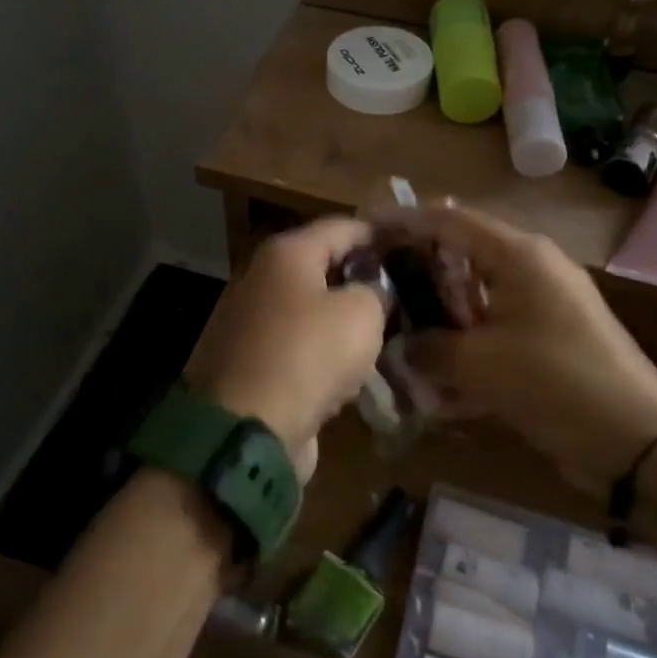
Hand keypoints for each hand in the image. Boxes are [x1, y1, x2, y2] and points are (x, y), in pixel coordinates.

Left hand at [183, 218, 387, 482]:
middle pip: (322, 267)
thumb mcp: (361, 314)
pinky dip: (320, 356)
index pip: (343, 227)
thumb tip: (372, 291)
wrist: (244, 430)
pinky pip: (295, 348)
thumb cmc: (308, 354)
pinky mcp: (247, 363)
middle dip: (361, 280)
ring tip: (384, 335)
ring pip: (309, 311)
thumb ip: (375, 291)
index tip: (412, 249)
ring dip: (342, 322)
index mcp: (286, 253)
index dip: (379, 235)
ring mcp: (249, 322)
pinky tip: (349, 374)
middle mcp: (261, 278)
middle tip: (404, 295)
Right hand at [382, 203, 656, 495]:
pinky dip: (466, 349)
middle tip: (377, 288)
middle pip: (461, 256)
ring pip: (474, 298)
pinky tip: (437, 386)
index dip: (405, 220)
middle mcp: (530, 269)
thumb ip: (429, 349)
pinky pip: (493, 332)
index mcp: (518, 255)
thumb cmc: (556, 382)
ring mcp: (541, 305)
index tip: (365, 227)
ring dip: (439, 318)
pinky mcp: (547, 340)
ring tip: (400, 338)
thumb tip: (397, 347)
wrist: (638, 442)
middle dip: (418, 274)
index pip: (450, 220)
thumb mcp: (481, 365)